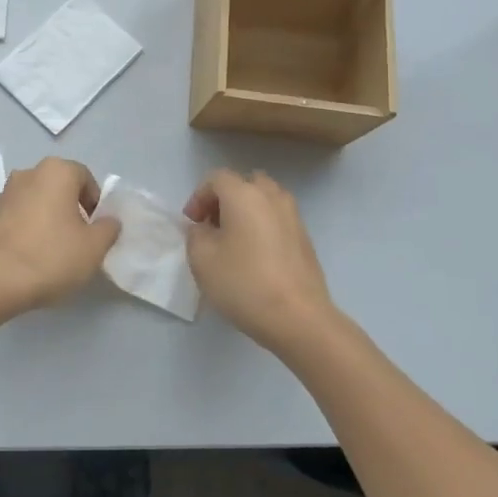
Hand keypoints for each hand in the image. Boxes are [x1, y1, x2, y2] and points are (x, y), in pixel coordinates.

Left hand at [0, 157, 119, 315]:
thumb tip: (108, 221)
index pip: (85, 178)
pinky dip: (23, 230)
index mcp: (55, 172)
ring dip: (45, 218)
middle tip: (76, 240)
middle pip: (57, 187)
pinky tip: (26, 257)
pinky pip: (14, 218)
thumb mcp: (94, 248)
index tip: (95, 230)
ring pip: (34, 202)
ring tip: (50, 251)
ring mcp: (2, 194)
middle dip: (70, 209)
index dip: (95, 203)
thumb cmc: (50, 257)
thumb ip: (108, 228)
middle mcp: (27, 174)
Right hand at [184, 170, 335, 351]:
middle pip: (245, 183)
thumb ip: (195, 235)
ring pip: (265, 200)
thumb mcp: (202, 258)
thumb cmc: (244, 282)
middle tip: (214, 225)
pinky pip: (278, 219)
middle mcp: (271, 196)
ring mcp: (293, 216)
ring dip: (247, 211)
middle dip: (225, 199)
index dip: (198, 197)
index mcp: (244, 194)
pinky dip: (263, 226)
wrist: (298, 317)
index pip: (216, 178)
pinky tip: (256, 256)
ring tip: (235, 240)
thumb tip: (204, 228)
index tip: (192, 223)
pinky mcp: (305, 238)